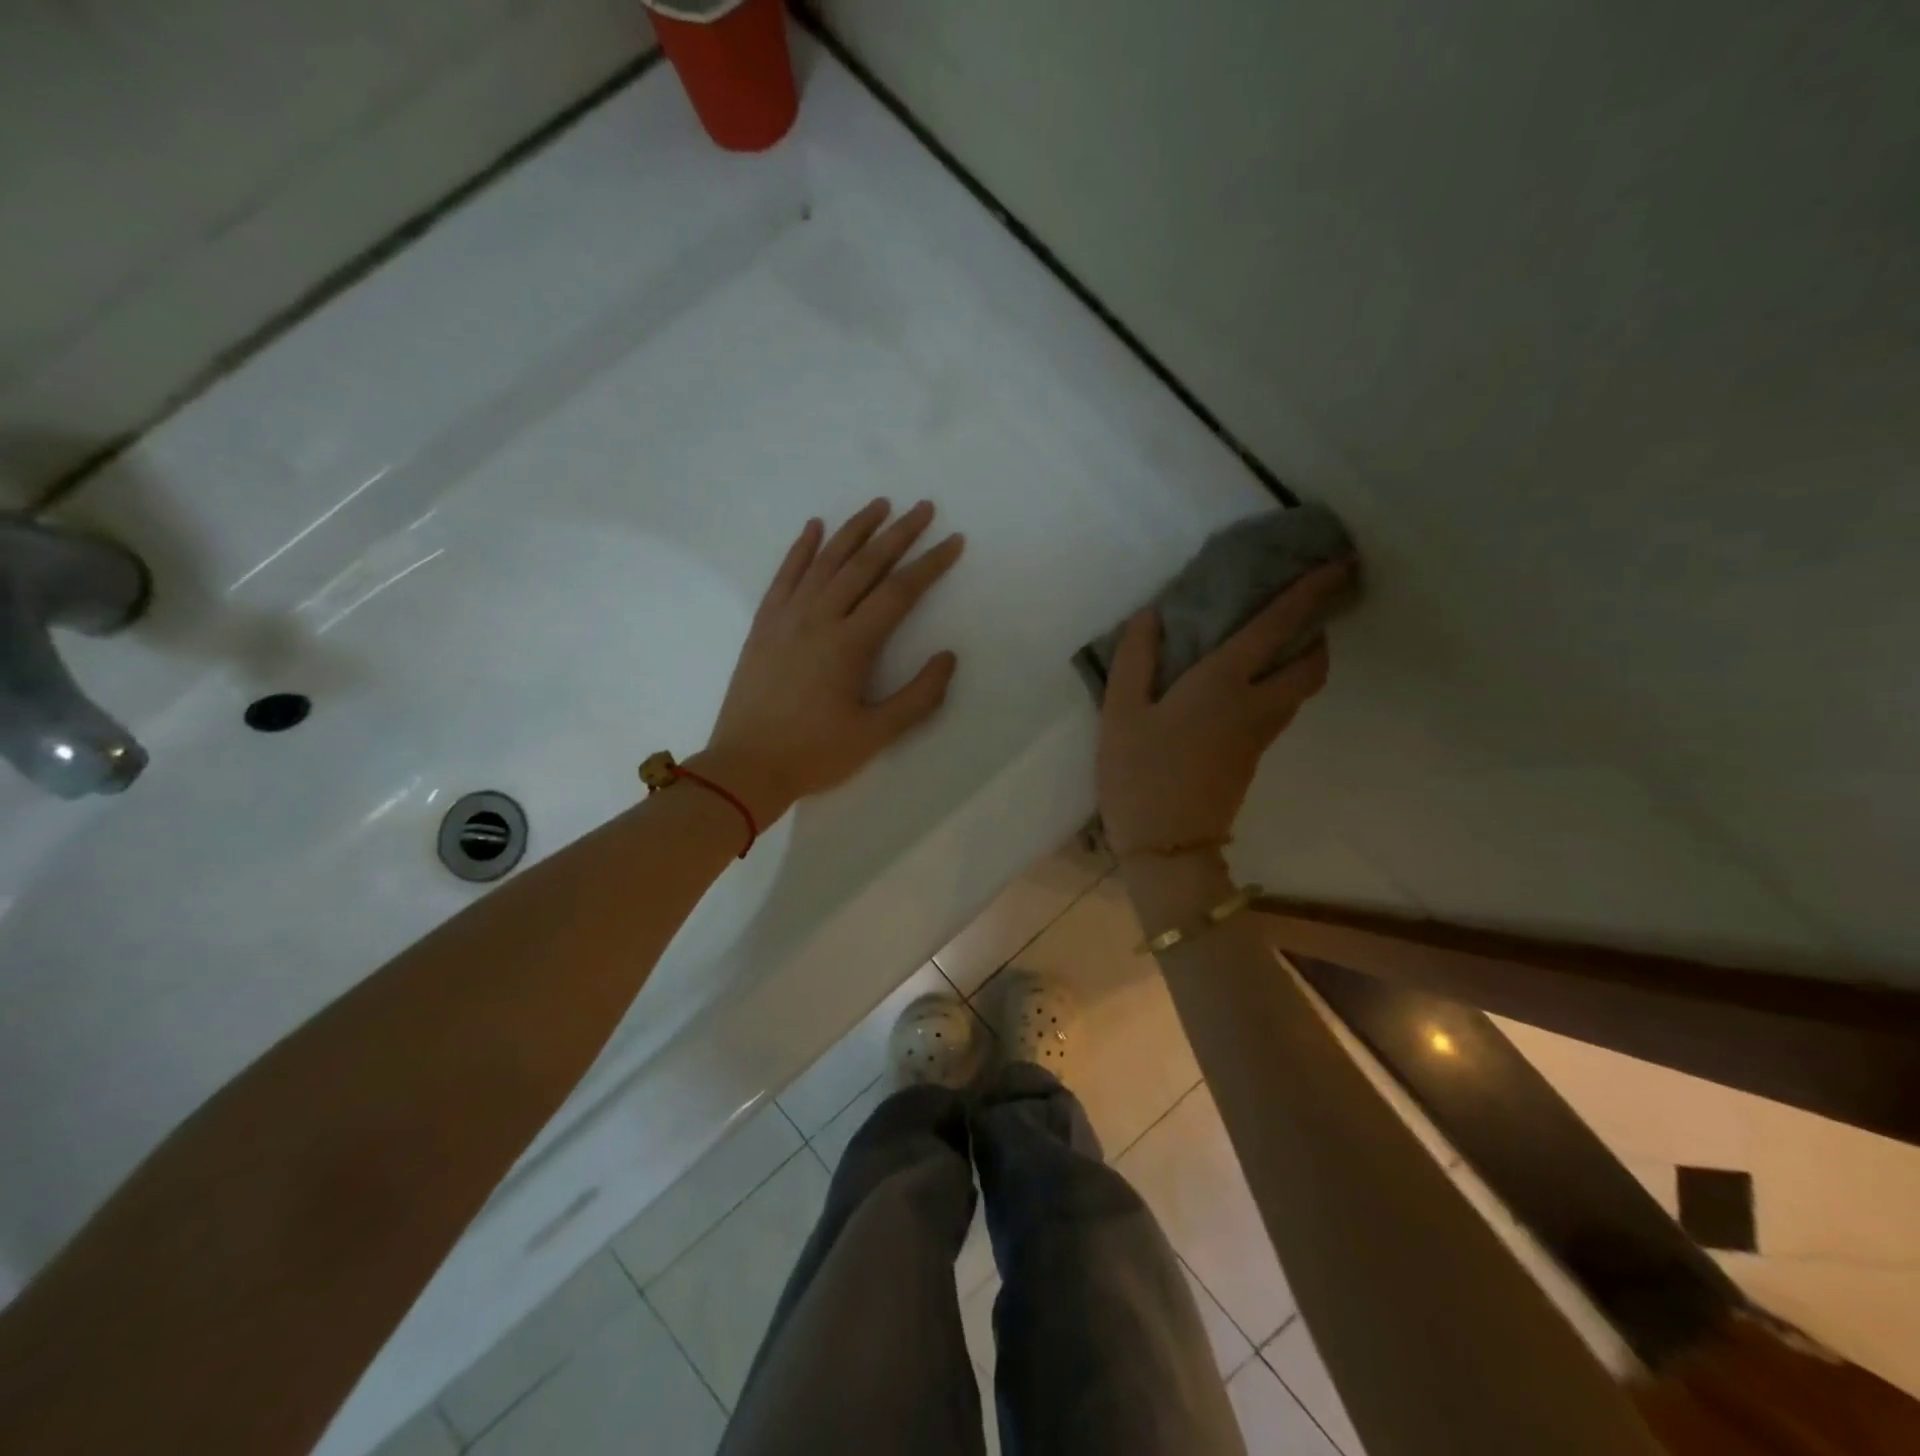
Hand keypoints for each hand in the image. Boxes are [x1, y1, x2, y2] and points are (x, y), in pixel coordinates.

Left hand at [698, 499, 963, 823]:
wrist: (745, 767)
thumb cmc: (815, 754)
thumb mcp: (876, 735)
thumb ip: (918, 696)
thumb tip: (947, 657)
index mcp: (850, 644)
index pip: (899, 592)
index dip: (930, 564)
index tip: (953, 541)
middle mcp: (819, 617)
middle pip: (864, 564)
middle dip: (898, 533)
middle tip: (923, 508)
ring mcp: (786, 617)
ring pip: (825, 560)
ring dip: (854, 529)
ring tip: (879, 505)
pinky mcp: (764, 624)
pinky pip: (785, 574)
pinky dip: (801, 548)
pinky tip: (814, 527)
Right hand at [1097, 560, 1350, 859]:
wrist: (1167, 846)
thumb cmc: (1139, 774)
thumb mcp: (1121, 713)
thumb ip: (1135, 660)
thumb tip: (1150, 616)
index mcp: (1222, 684)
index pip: (1277, 627)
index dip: (1310, 592)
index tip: (1340, 566)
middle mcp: (1254, 704)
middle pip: (1311, 665)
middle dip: (1320, 632)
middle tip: (1306, 610)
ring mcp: (1258, 735)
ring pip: (1300, 690)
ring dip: (1303, 660)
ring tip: (1278, 641)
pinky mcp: (1252, 757)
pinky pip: (1280, 708)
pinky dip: (1280, 684)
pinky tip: (1246, 683)